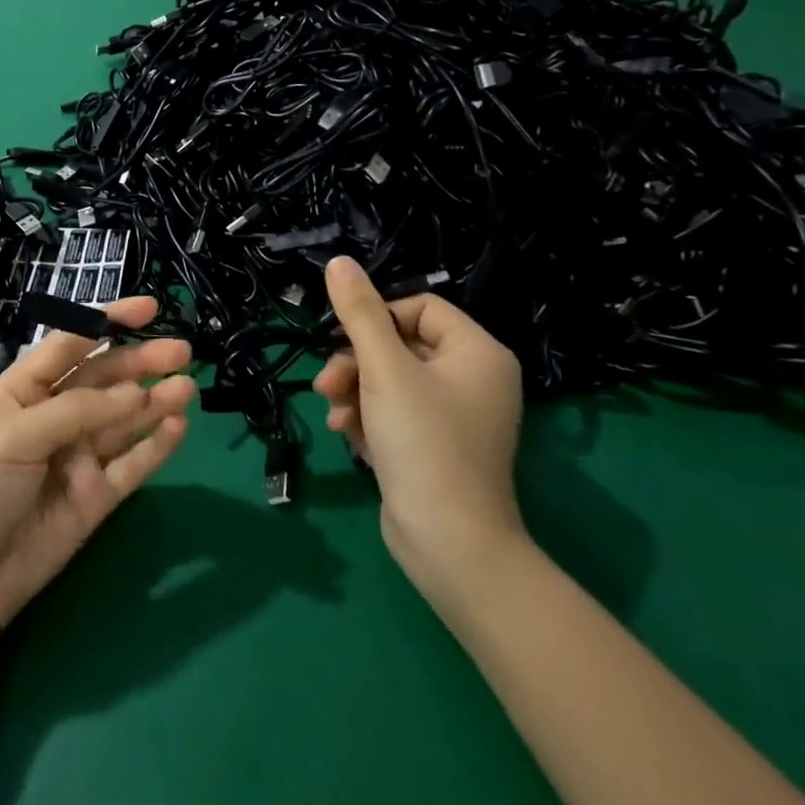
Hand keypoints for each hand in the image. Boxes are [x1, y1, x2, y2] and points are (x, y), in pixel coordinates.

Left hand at [0, 297, 194, 635]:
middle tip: (182, 350)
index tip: (149, 308)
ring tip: (187, 385)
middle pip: (106, 380)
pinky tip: (178, 425)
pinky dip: (156, 445)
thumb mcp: (17, 434)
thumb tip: (137, 392)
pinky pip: (132, 464)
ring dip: (156, 400)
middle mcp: (56, 415)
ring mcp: (79, 456)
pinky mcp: (97, 495)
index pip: (72, 343)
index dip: (108, 322)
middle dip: (141, 361)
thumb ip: (78, 410)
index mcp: (26, 388)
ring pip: (125, 419)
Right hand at [315, 258, 525, 604]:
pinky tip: (351, 438)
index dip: (376, 319)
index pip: (418, 308)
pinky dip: (368, 419)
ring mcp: (455, 416)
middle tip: (327, 384)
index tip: (344, 341)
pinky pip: (393, 413)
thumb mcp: (384, 369)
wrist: (449, 543)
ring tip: (336, 416)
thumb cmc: (423, 442)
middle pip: (398, 345)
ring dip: (354, 393)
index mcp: (477, 353)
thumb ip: (358, 312)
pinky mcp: (435, 446)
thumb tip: (339, 261)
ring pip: (388, 380)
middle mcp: (473, 379)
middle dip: (355, 364)